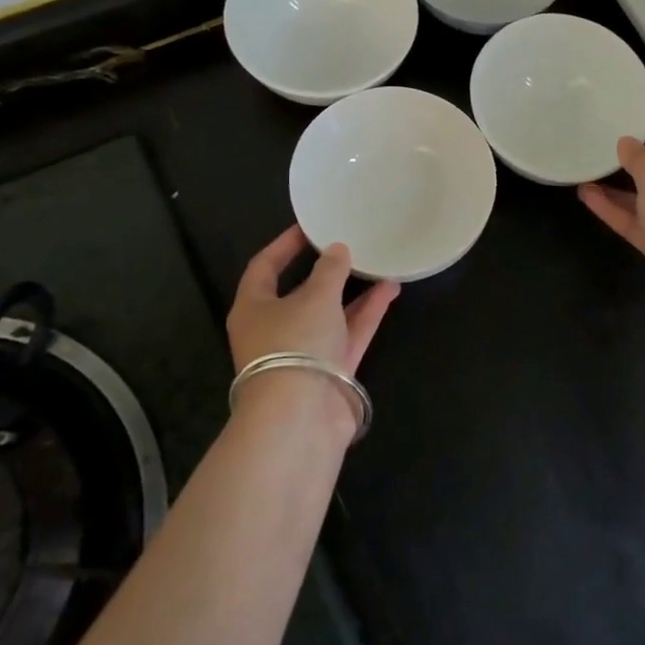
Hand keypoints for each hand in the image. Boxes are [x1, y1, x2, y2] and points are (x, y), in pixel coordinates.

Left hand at [226, 226, 399, 376]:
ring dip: (354, 291)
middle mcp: (275, 329)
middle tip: (349, 245)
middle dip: (326, 270)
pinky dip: (367, 313)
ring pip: (330, 313)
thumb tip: (337, 250)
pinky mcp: (330, 371)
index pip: (264, 267)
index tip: (309, 227)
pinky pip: (349, 333)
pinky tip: (390, 289)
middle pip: (301, 292)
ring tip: (380, 264)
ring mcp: (304, 352)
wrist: (301, 418)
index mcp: (254, 308)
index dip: (285, 245)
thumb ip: (330, 269)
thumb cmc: (295, 344)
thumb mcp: (315, 297)